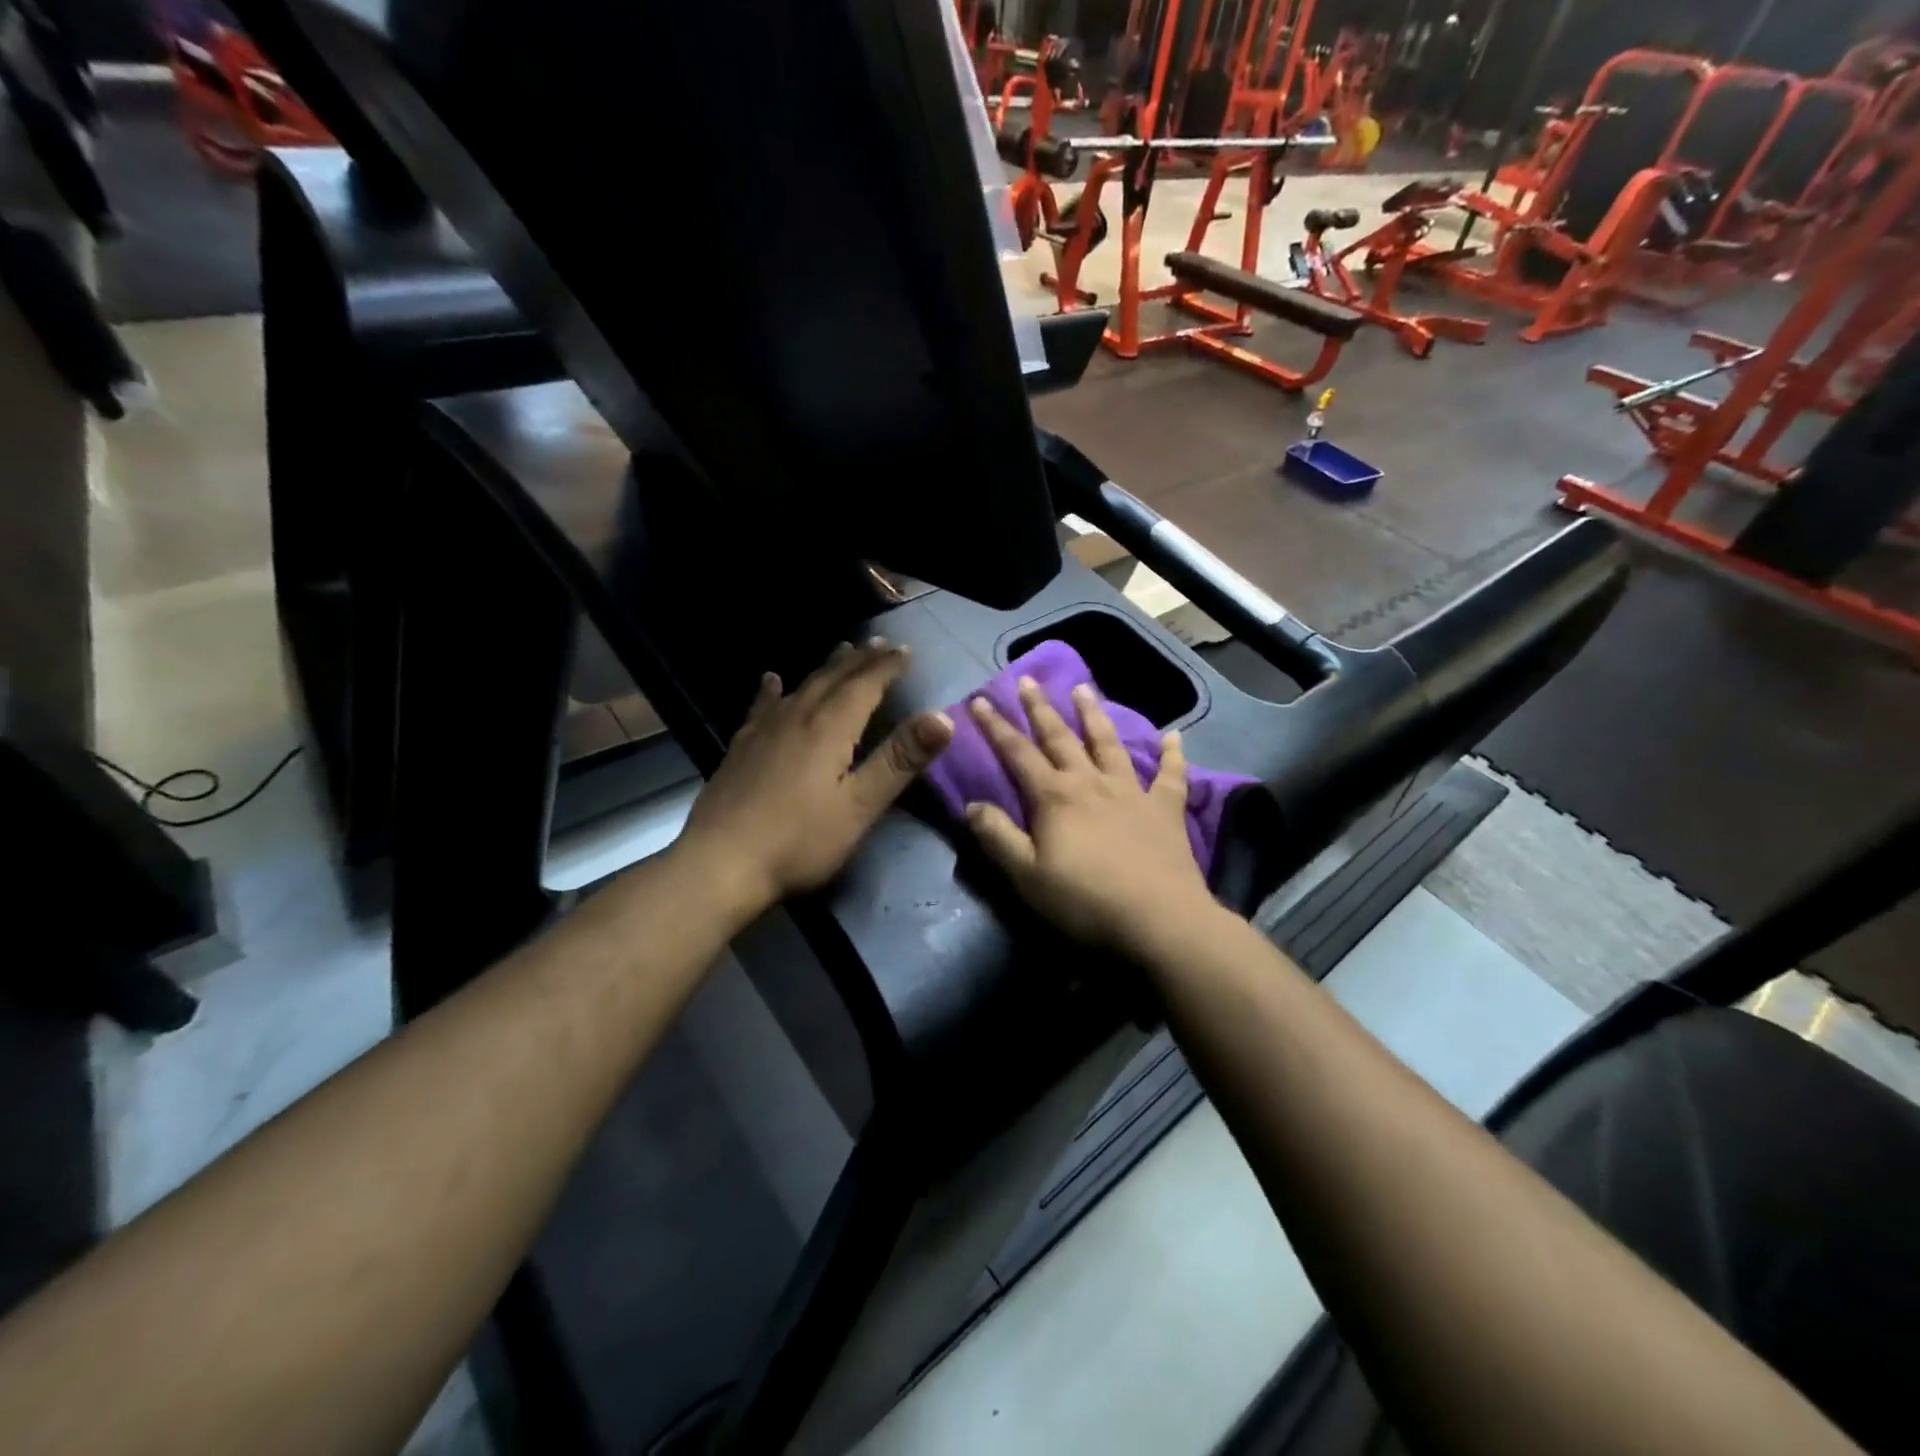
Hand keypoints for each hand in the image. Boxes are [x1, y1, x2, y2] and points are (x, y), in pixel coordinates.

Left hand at [678, 639, 953, 912]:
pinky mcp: (741, 748)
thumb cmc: (799, 841)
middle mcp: (797, 718)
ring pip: (802, 687)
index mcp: (830, 729)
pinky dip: (772, 690)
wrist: (720, 865)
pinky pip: (762, 706)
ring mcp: (764, 731)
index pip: (866, 686)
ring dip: (826, 668)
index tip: (906, 651)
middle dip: (860, 660)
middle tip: (880, 644)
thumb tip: (942, 717)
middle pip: (833, 679)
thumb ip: (899, 761)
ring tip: (841, 651)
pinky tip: (770, 680)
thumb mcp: (860, 806)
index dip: (888, 667)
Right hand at [965, 677, 1218, 957]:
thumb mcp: (1026, 876)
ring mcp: (1131, 792)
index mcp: (1054, 797)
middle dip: (1040, 708)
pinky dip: (1172, 754)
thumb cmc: (1085, 900)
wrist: (1158, 919)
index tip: (979, 700)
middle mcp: (1090, 783)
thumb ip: (997, 837)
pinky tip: (1175, 736)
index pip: (1017, 753)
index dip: (995, 727)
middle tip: (1027, 680)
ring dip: (1094, 715)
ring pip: (1109, 743)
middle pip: (1060, 737)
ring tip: (1083, 689)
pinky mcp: (1166, 809)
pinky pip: (1171, 775)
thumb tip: (972, 805)